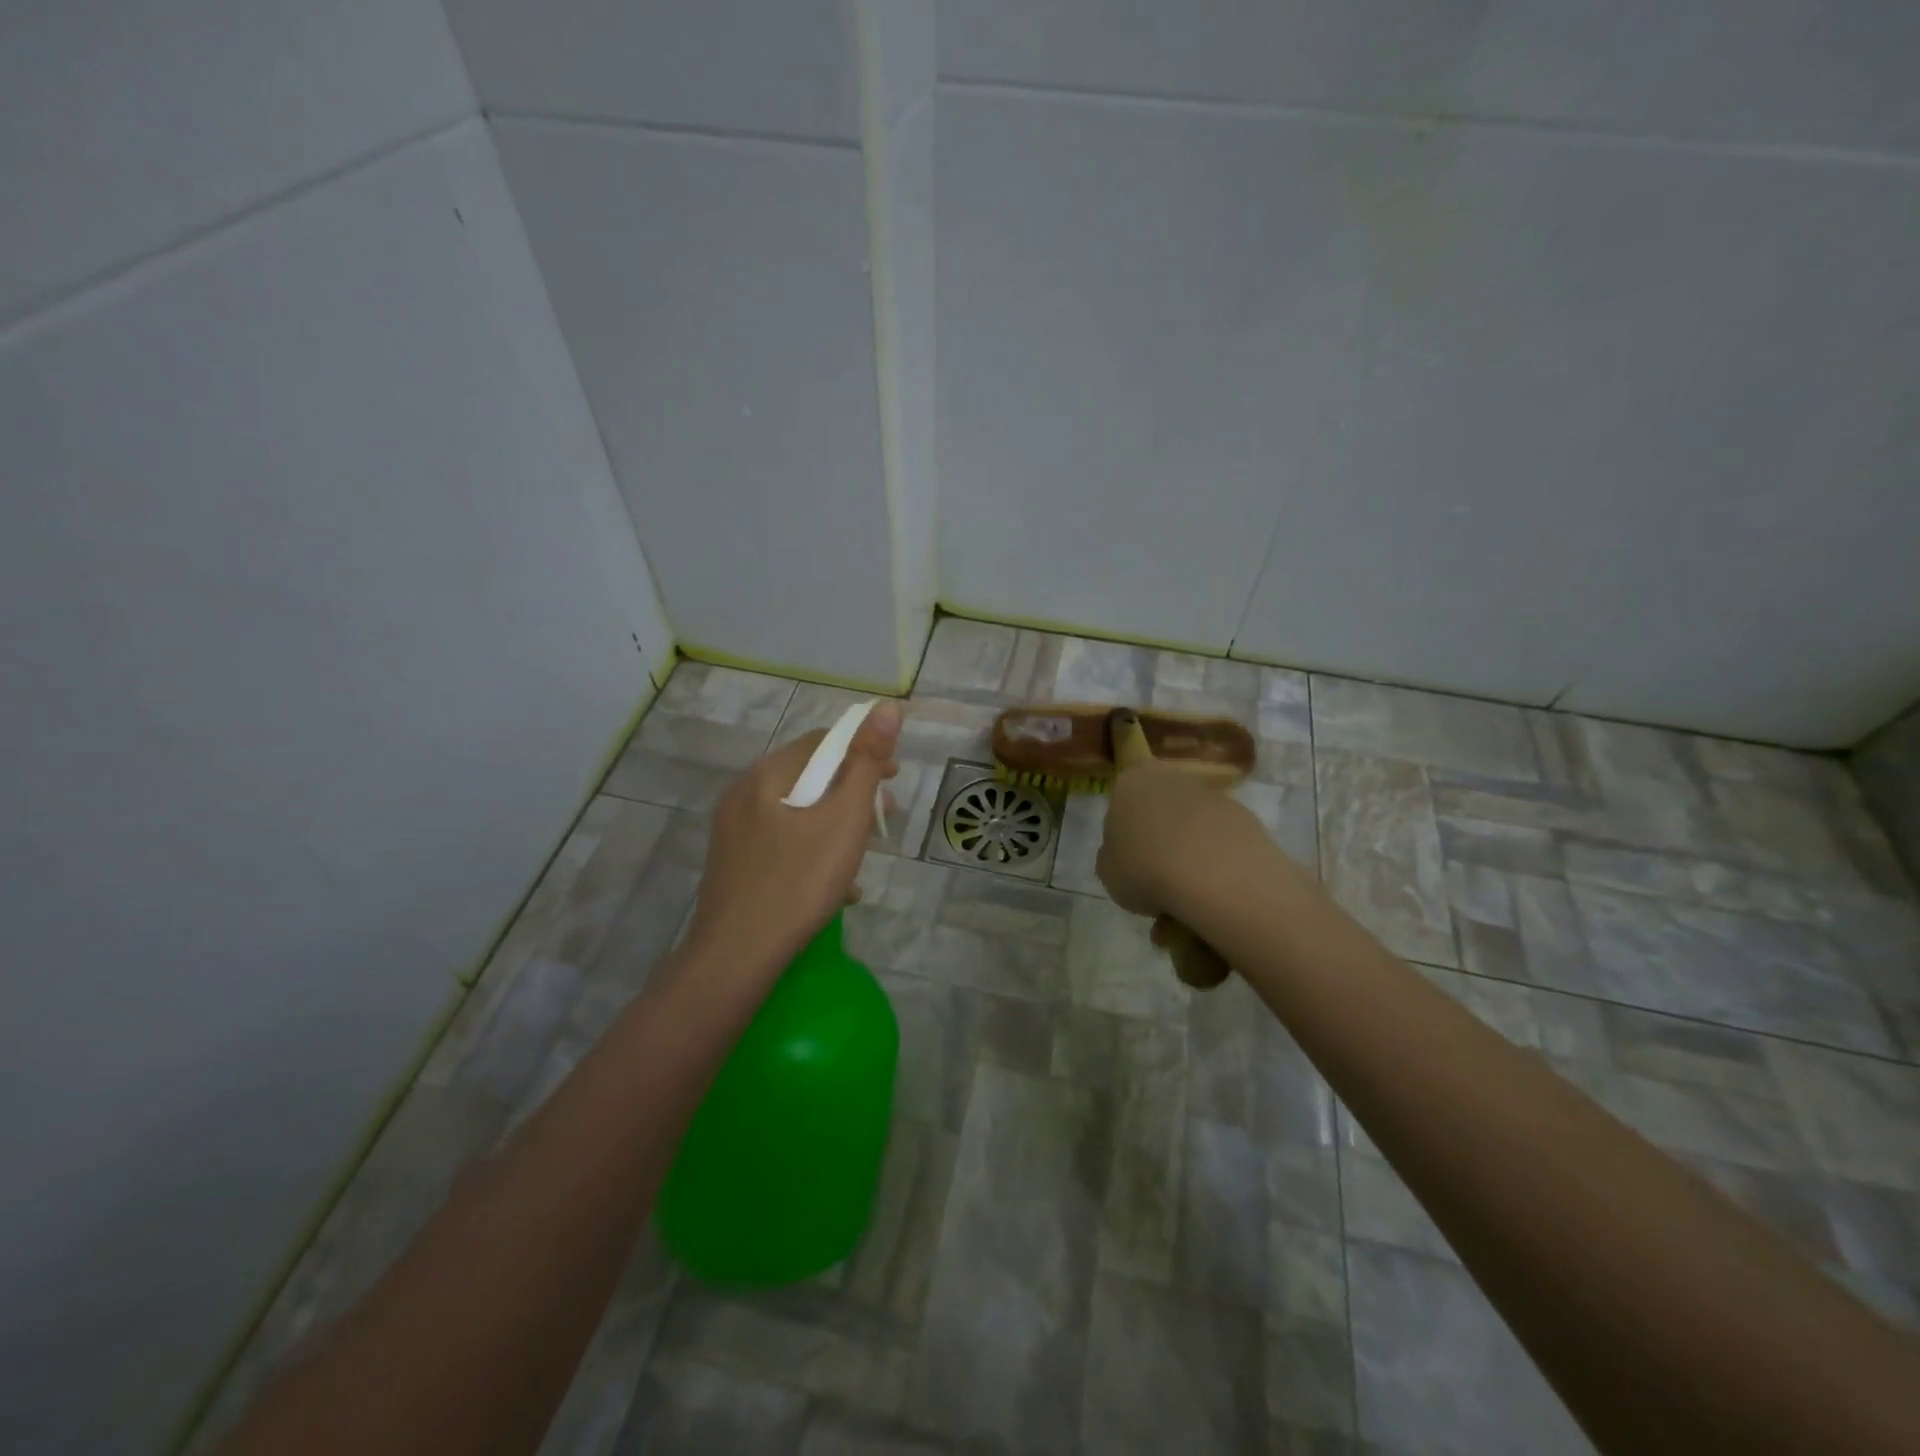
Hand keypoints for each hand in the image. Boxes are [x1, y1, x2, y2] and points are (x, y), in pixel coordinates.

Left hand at [686, 701, 902, 971]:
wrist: (736, 958)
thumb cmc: (799, 881)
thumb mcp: (844, 818)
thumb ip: (867, 762)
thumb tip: (887, 707)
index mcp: (767, 775)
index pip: (823, 742)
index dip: (864, 753)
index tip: (894, 780)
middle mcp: (743, 794)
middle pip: (809, 779)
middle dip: (852, 795)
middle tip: (884, 821)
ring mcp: (733, 832)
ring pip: (797, 816)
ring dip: (835, 828)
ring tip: (861, 860)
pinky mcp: (733, 865)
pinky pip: (782, 845)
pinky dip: (812, 854)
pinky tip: (835, 890)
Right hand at [1096, 761, 1272, 920]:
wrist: (1213, 874)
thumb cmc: (1144, 868)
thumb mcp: (1108, 872)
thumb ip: (1113, 858)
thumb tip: (1126, 856)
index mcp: (1130, 784)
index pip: (1121, 804)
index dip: (1124, 837)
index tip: (1130, 865)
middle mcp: (1169, 779)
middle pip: (1159, 813)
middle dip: (1159, 846)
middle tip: (1158, 886)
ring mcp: (1210, 795)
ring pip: (1191, 829)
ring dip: (1188, 858)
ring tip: (1188, 901)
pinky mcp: (1244, 816)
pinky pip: (1220, 842)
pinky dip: (1216, 864)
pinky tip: (1214, 893)